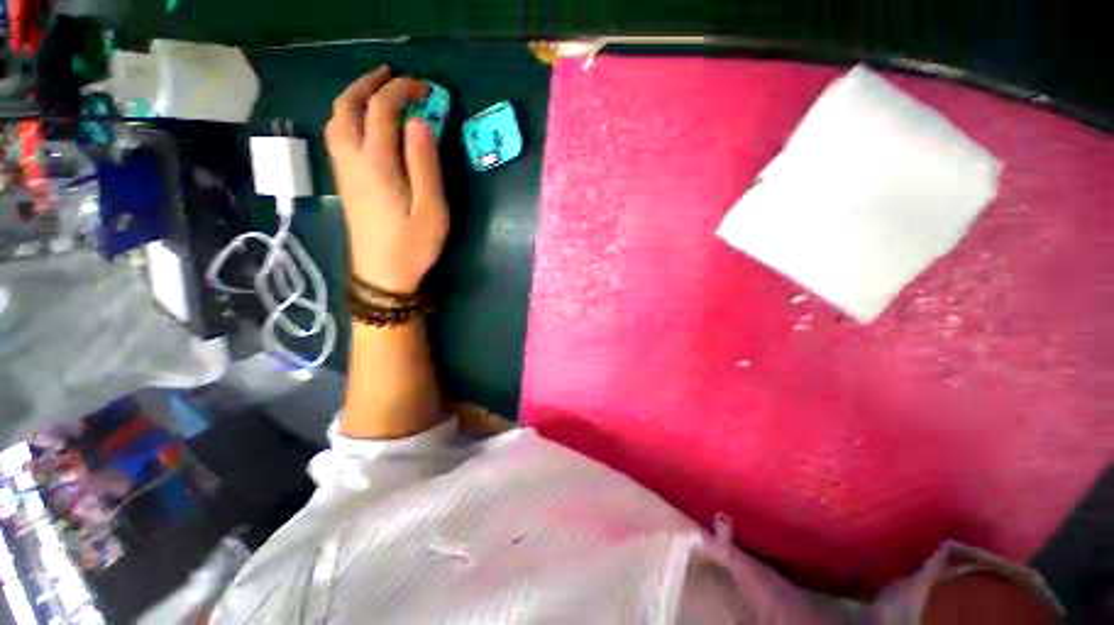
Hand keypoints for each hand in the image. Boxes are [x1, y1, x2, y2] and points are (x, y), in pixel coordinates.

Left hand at [325, 66, 448, 293]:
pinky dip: (348, 118)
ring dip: (353, 99)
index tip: (423, 88)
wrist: (382, 275)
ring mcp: (344, 172)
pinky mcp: (346, 184)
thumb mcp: (431, 208)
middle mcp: (353, 160)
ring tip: (376, 94)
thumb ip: (425, 164)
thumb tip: (420, 123)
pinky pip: (337, 138)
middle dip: (367, 84)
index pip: (381, 110)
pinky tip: (364, 126)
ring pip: (336, 121)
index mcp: (376, 163)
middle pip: (347, 107)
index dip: (400, 91)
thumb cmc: (413, 244)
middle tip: (391, 77)